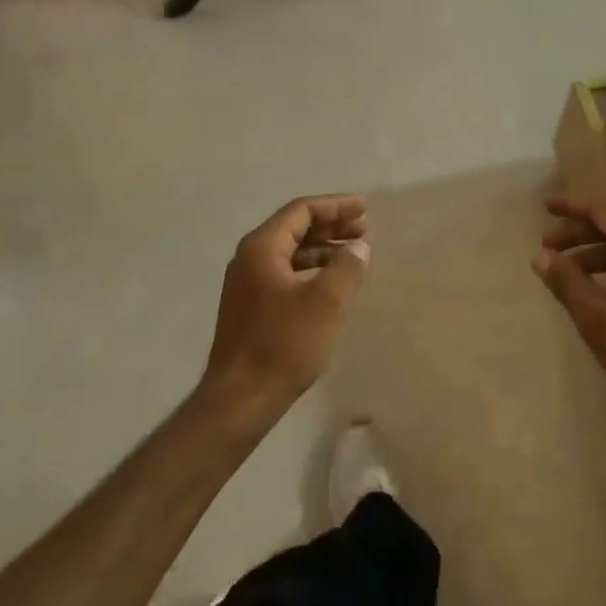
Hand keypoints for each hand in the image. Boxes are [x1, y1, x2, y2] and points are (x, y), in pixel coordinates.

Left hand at [201, 195, 369, 426]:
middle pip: (295, 228)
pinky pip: (286, 274)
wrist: (240, 400)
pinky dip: (312, 270)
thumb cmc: (284, 343)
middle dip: (331, 225)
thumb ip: (347, 266)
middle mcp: (249, 259)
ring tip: (354, 254)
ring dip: (323, 249)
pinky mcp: (252, 308)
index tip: (365, 208)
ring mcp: (247, 285)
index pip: (301, 211)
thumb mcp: (326, 301)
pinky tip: (332, 283)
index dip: (335, 206)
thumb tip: (357, 248)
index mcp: (262, 247)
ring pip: (291, 253)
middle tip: (364, 228)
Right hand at [534, 198, 605, 411]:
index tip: (545, 207)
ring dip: (594, 252)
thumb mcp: (597, 316)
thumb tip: (541, 256)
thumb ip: (566, 281)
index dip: (572, 208)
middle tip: (547, 246)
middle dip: (579, 233)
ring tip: (565, 271)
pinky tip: (596, 290)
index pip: (604, 211)